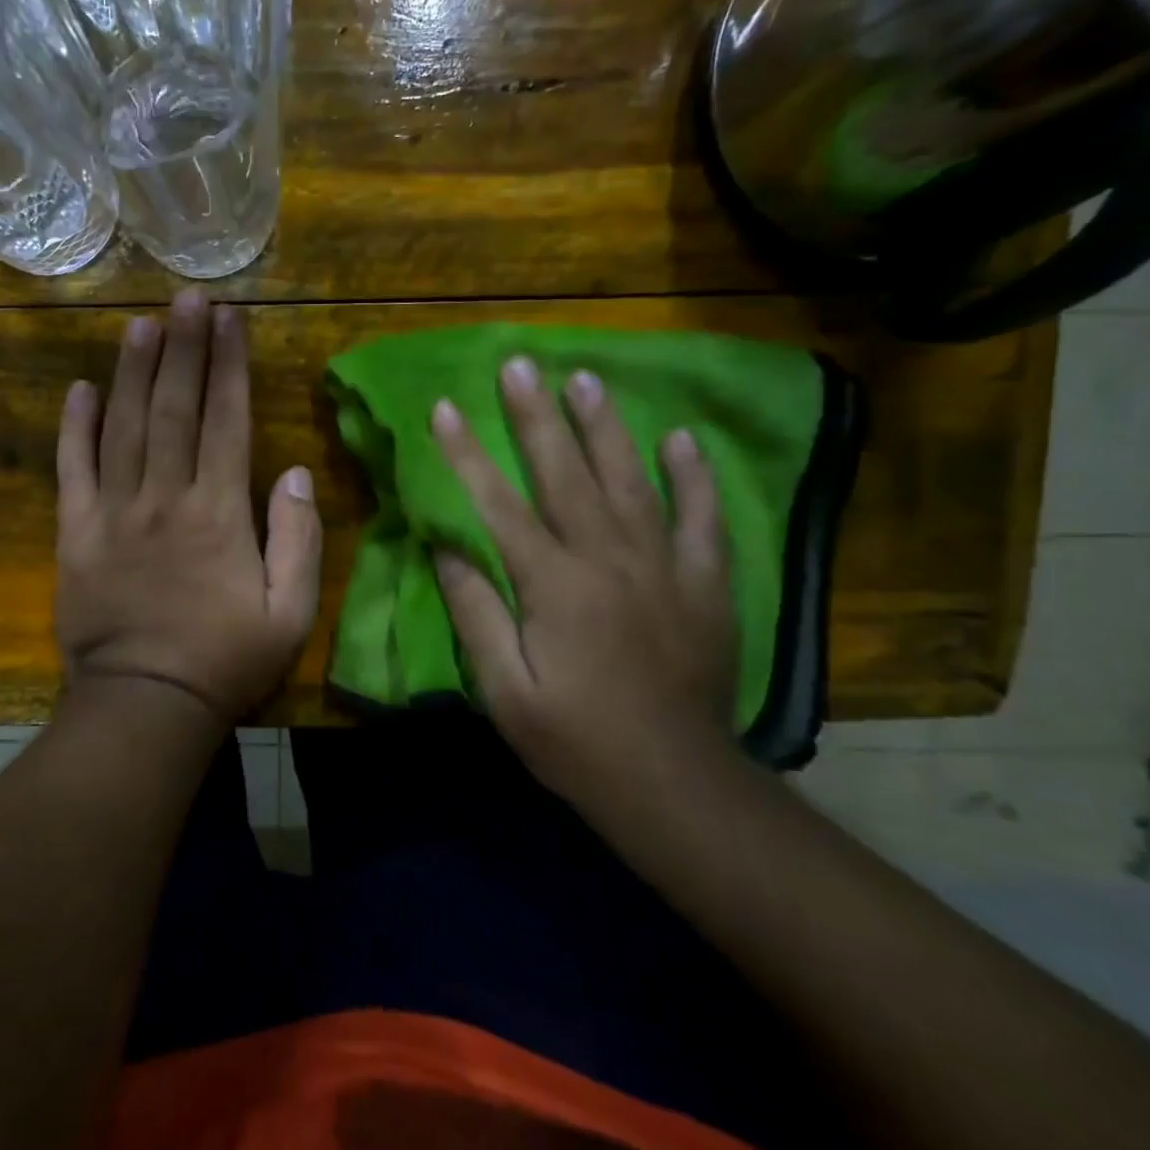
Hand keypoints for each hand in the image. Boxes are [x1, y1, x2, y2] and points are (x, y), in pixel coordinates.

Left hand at [54, 289, 322, 728]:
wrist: (144, 704)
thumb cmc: (225, 661)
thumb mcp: (291, 612)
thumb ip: (298, 538)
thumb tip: (295, 472)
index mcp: (219, 512)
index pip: (226, 420)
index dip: (230, 365)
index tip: (231, 318)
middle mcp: (165, 497)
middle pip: (174, 408)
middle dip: (184, 348)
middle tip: (188, 298)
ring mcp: (114, 511)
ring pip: (123, 426)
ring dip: (133, 370)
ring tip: (142, 323)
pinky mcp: (75, 532)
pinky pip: (72, 469)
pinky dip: (74, 427)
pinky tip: (80, 389)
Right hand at [430, 358, 737, 801]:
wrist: (674, 785)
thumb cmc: (574, 740)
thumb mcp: (504, 689)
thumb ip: (476, 612)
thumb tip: (448, 547)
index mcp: (553, 585)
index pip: (498, 504)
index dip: (467, 454)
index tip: (444, 408)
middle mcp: (608, 560)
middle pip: (565, 474)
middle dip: (536, 415)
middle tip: (519, 364)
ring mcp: (663, 567)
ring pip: (630, 480)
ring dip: (604, 426)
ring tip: (586, 378)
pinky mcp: (704, 585)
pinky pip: (701, 519)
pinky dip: (693, 476)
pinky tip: (680, 438)